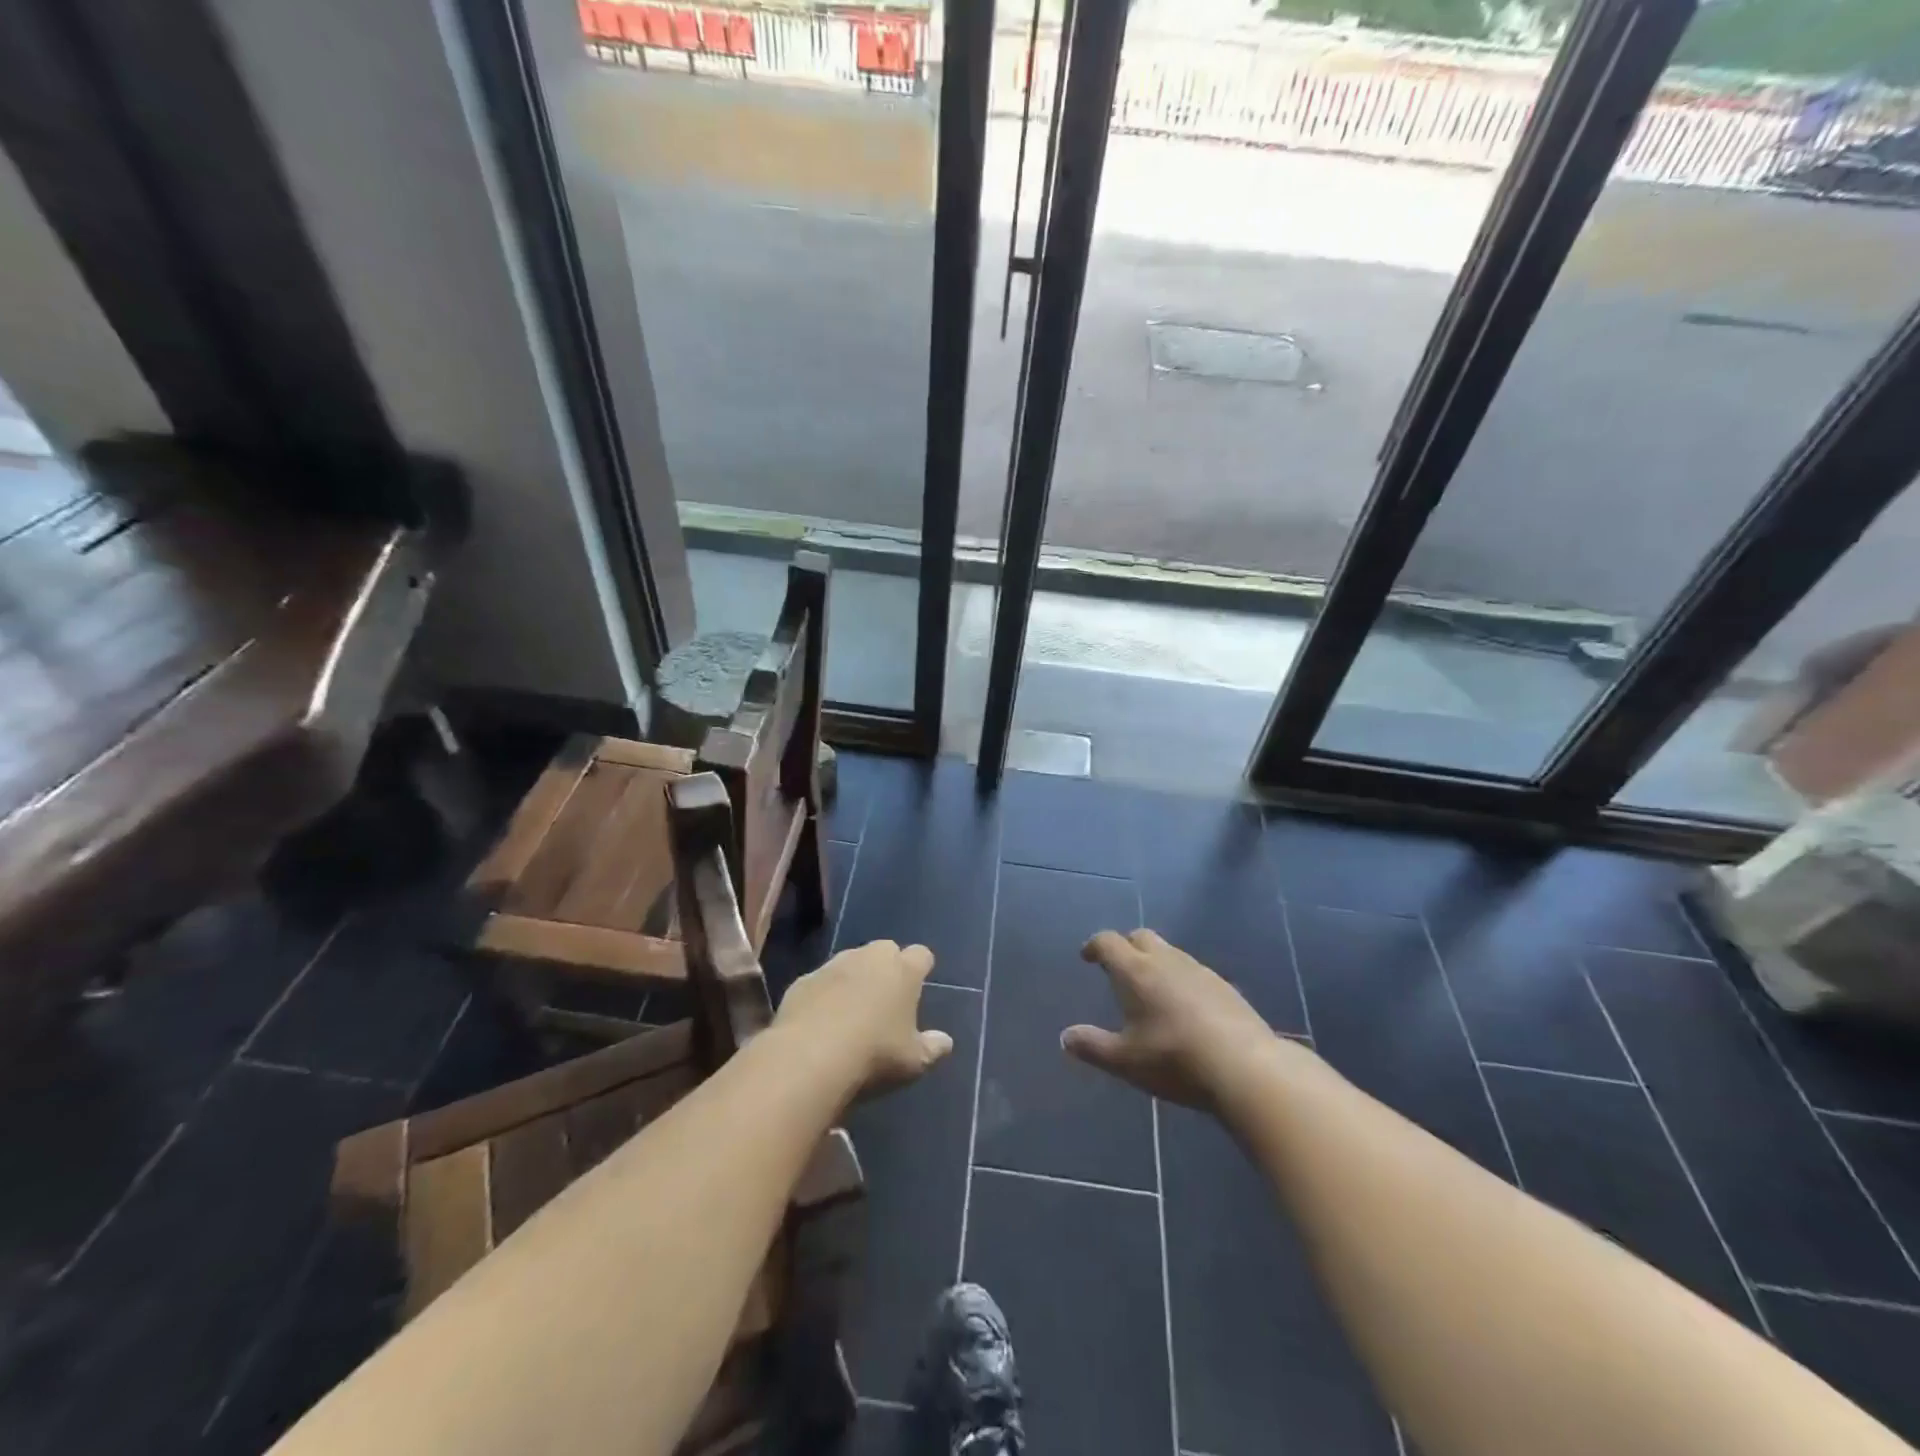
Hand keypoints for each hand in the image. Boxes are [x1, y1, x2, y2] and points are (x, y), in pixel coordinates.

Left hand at [774, 939, 953, 1094]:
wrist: (810, 1056)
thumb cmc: (874, 1055)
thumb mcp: (913, 1061)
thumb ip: (932, 1048)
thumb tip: (946, 1042)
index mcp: (903, 971)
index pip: (921, 955)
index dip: (921, 968)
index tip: (919, 985)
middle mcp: (870, 958)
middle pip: (885, 950)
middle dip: (887, 967)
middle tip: (886, 998)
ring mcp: (834, 965)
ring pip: (850, 961)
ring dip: (854, 978)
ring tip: (852, 1011)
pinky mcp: (804, 980)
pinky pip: (821, 981)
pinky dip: (824, 994)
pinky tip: (821, 1021)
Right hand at [1064, 929, 1274, 1109]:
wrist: (1244, 1066)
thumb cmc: (1174, 1059)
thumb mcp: (1125, 1060)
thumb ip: (1093, 1046)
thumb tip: (1065, 1037)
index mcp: (1136, 971)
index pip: (1108, 942)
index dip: (1094, 945)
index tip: (1087, 956)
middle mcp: (1166, 960)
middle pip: (1141, 937)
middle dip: (1126, 946)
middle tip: (1118, 968)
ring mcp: (1199, 970)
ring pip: (1169, 951)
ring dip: (1155, 961)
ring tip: (1150, 988)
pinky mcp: (1224, 986)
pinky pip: (1192, 970)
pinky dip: (1180, 978)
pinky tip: (1184, 1006)